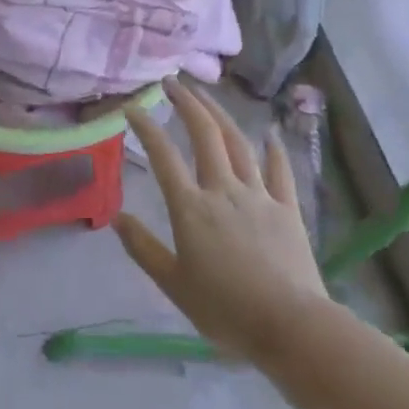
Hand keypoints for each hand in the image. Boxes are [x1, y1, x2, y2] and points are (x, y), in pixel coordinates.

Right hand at [115, 78, 328, 360]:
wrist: (292, 326)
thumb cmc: (226, 310)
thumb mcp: (173, 285)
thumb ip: (143, 249)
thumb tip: (116, 218)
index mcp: (191, 208)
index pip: (163, 156)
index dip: (146, 127)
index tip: (132, 107)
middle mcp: (223, 190)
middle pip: (204, 134)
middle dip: (186, 103)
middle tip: (173, 82)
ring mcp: (259, 195)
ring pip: (238, 143)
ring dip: (220, 114)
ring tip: (206, 95)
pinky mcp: (287, 208)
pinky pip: (279, 170)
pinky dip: (273, 149)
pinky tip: (269, 133)